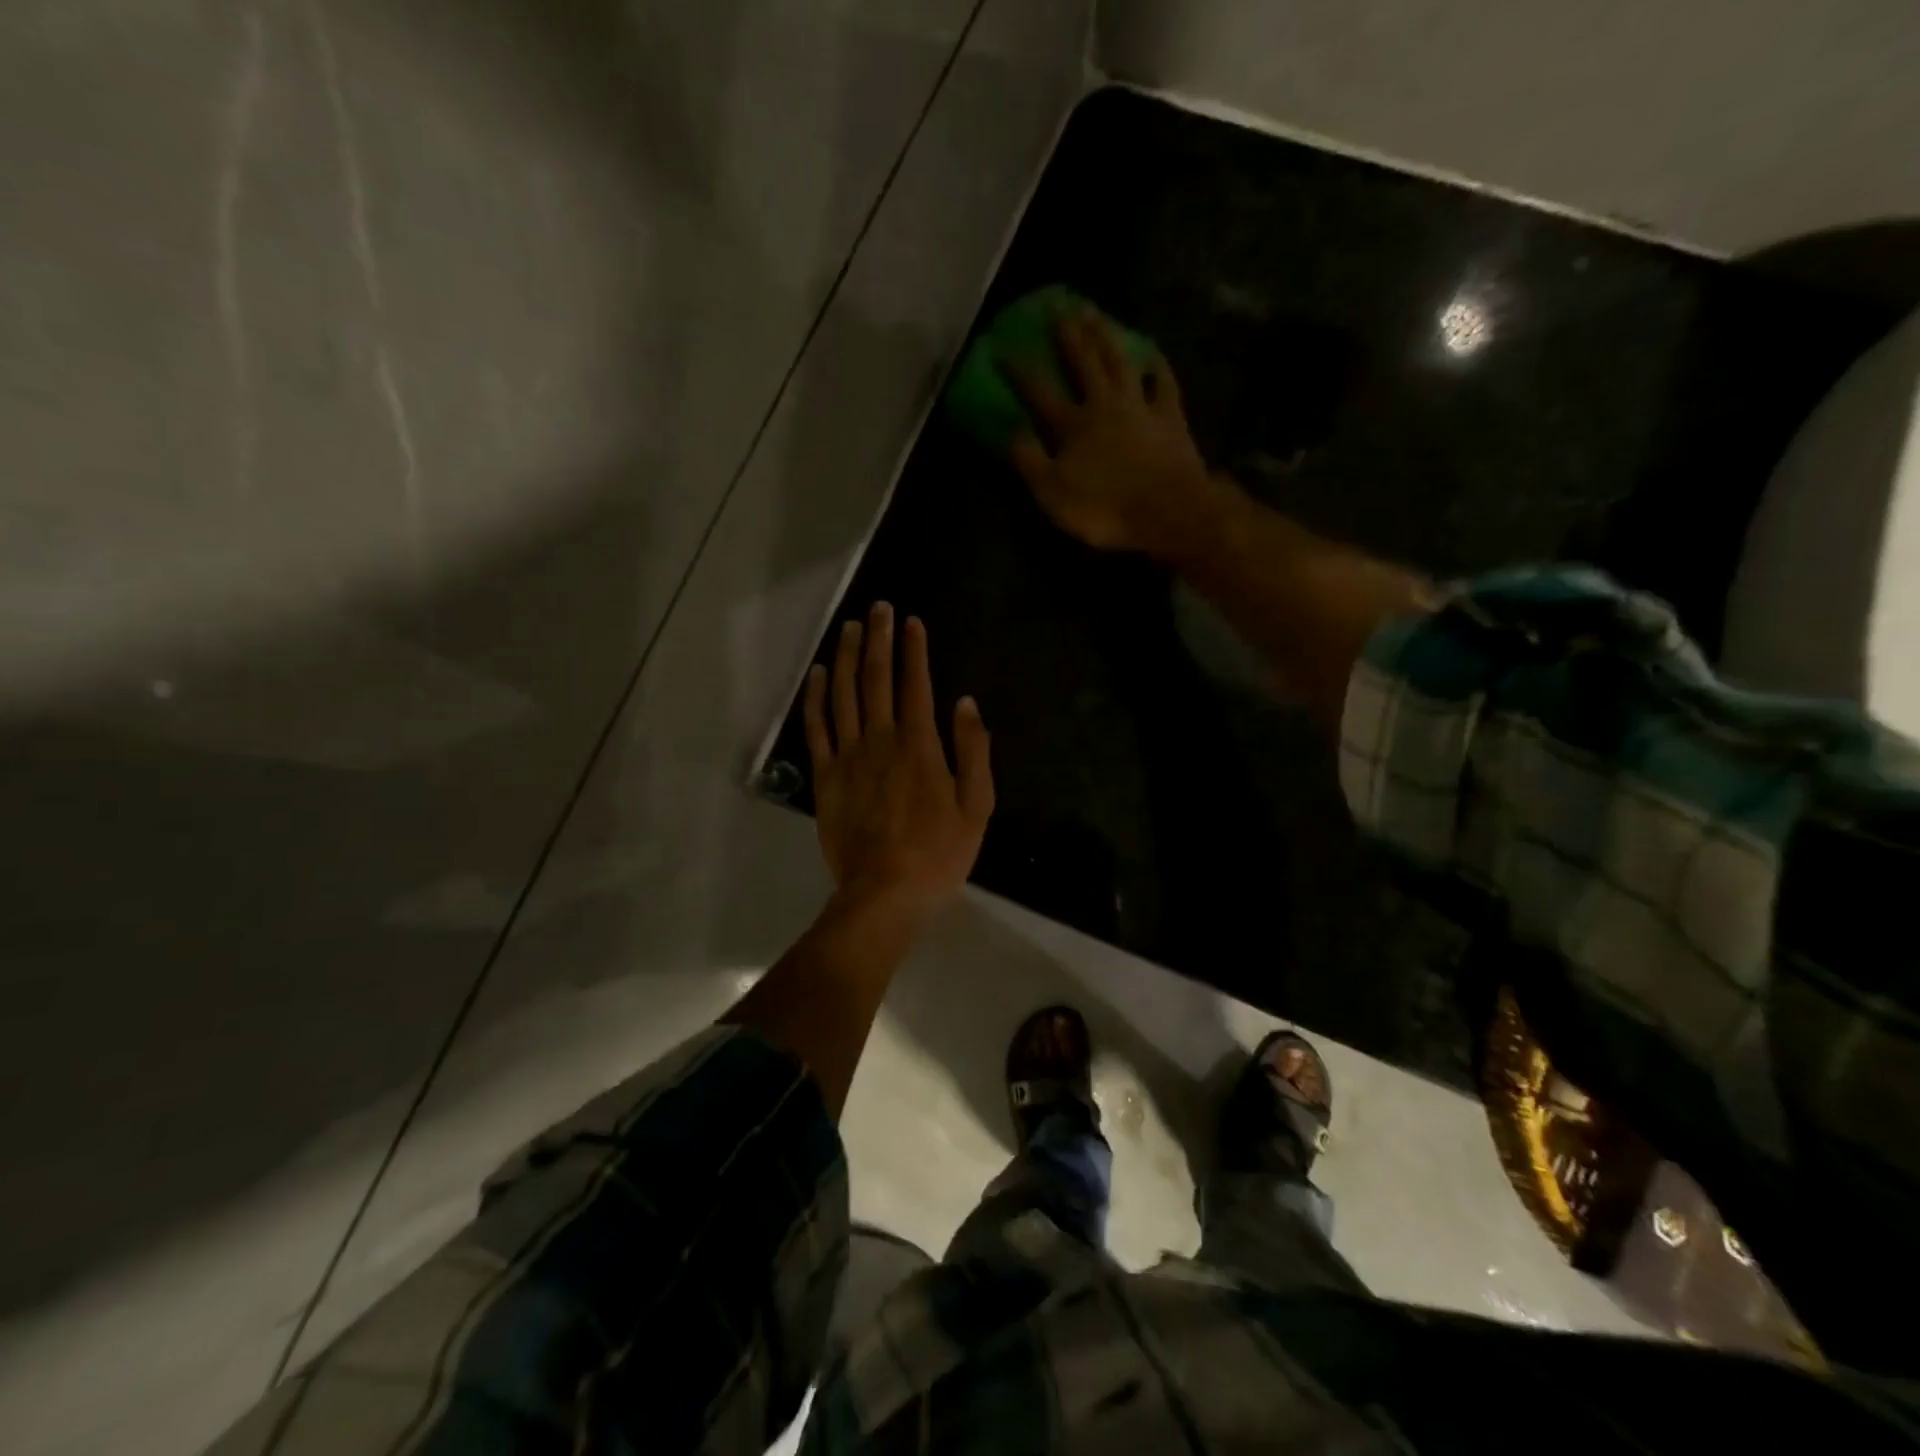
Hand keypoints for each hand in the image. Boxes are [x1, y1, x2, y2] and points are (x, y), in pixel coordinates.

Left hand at [803, 602, 993, 919]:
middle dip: (880, 640)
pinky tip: (820, 673)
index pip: (916, 684)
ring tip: (851, 628)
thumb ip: (972, 751)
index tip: (912, 621)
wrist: (883, 893)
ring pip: (844, 695)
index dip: (914, 650)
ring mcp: (848, 756)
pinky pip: (817, 728)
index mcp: (920, 746)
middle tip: (879, 608)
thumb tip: (964, 703)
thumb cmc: (938, 853)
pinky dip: (817, 697)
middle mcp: (880, 740)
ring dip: (848, 657)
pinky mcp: (825, 776)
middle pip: (877, 679)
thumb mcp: (976, 807)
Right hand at [1007, 312, 1223, 557]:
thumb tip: (1010, 430)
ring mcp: (1140, 406)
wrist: (1167, 511)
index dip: (1019, 371)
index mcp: (1071, 425)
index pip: (1038, 392)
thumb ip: (1029, 460)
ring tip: (1096, 313)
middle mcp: (1103, 405)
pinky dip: (1157, 366)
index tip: (1002, 349)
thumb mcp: (1052, 493)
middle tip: (1059, 309)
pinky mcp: (1170, 416)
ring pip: (1120, 362)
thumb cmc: (1104, 508)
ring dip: (1106, 336)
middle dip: (1069, 336)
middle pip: (1084, 362)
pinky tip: (1152, 355)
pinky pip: (1164, 383)